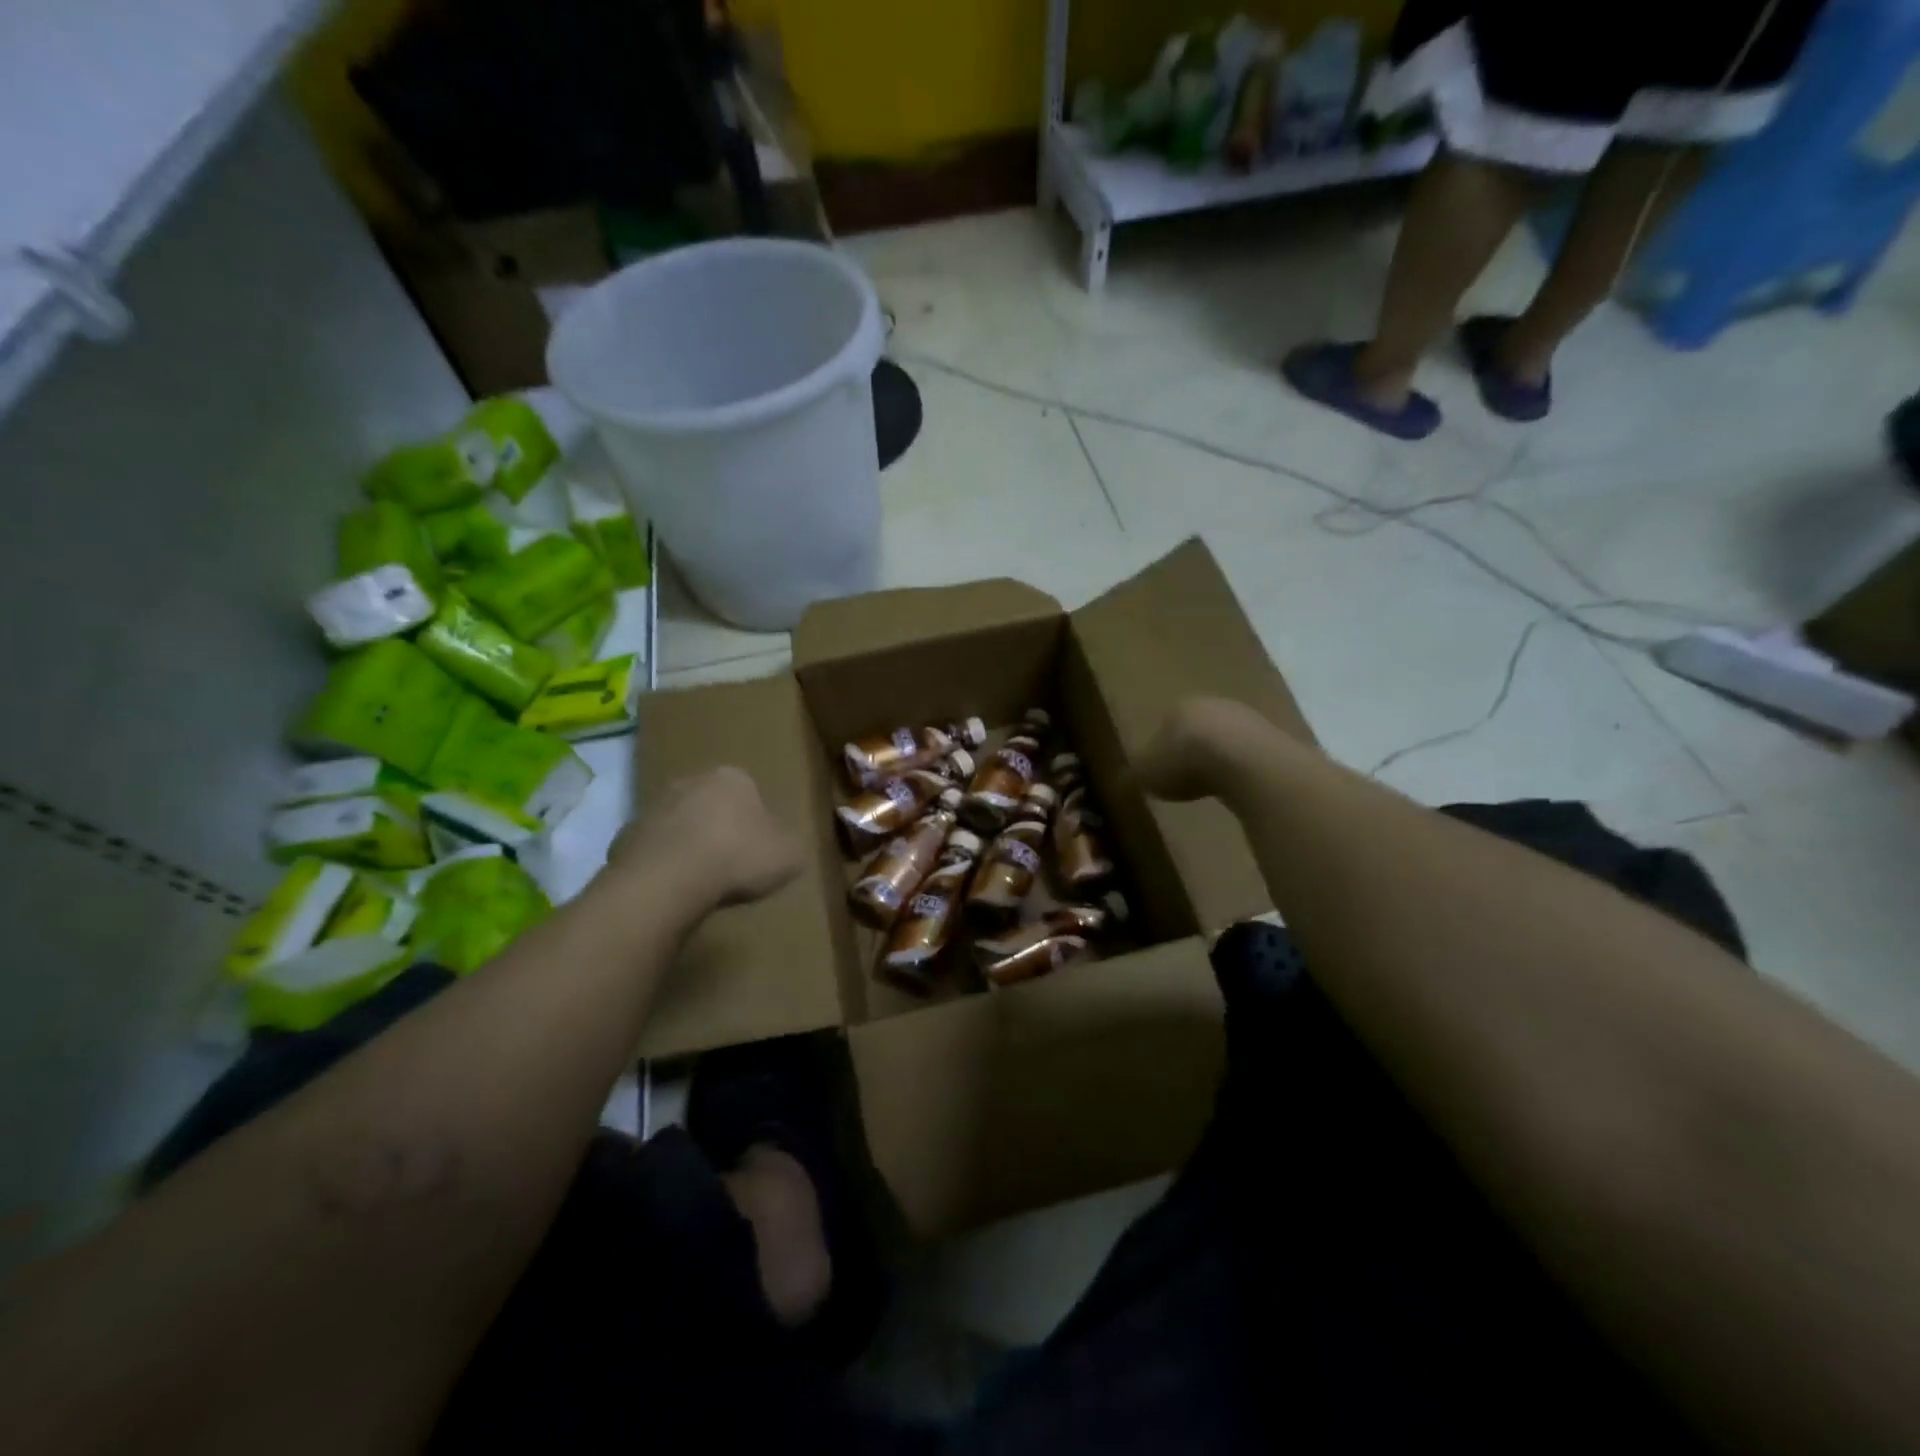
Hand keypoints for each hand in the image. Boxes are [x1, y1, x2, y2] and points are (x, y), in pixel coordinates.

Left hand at [608, 766, 802, 910]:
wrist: (669, 879)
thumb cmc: (738, 857)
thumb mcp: (789, 856)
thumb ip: (790, 846)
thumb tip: (785, 847)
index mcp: (733, 777)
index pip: (750, 792)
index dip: (756, 822)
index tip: (759, 850)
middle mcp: (690, 781)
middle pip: (711, 804)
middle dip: (719, 828)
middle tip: (731, 863)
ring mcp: (653, 807)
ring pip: (679, 824)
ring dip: (688, 845)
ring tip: (701, 881)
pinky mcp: (625, 836)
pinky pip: (653, 850)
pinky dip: (663, 865)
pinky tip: (673, 889)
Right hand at [1135, 696, 1278, 802]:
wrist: (1245, 763)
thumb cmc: (1186, 763)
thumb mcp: (1147, 774)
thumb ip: (1135, 774)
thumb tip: (1122, 779)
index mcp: (1179, 706)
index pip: (1165, 724)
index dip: (1161, 748)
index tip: (1161, 771)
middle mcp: (1214, 704)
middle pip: (1199, 728)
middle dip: (1193, 750)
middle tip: (1187, 778)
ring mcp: (1249, 718)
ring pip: (1228, 738)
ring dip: (1221, 758)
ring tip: (1214, 786)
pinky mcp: (1276, 737)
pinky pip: (1252, 754)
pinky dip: (1244, 768)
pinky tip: (1240, 787)